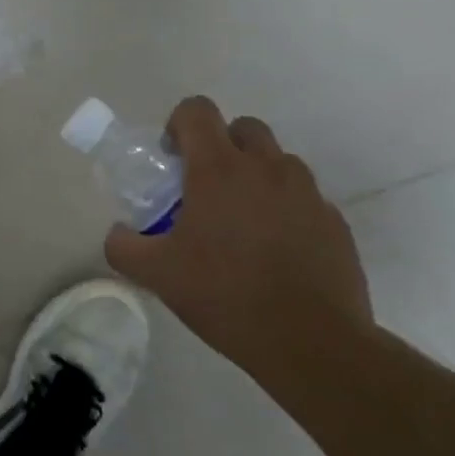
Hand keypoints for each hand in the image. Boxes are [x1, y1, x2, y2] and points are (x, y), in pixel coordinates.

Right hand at [104, 97, 372, 374]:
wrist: (314, 345)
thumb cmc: (227, 296)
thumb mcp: (157, 275)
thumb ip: (124, 246)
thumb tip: (118, 233)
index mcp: (219, 168)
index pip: (197, 110)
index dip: (179, 124)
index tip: (173, 159)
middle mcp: (266, 168)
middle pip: (243, 127)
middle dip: (222, 146)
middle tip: (207, 188)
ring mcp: (307, 193)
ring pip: (278, 162)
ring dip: (257, 177)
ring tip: (244, 223)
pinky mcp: (335, 223)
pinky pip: (305, 199)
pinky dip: (287, 210)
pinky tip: (277, 252)